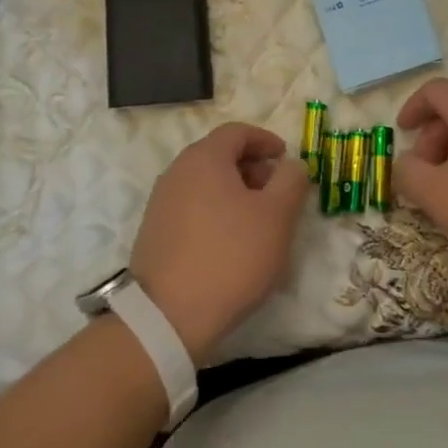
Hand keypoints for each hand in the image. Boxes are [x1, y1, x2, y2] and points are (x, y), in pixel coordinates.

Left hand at [130, 123, 312, 361]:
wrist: (168, 316)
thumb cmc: (230, 256)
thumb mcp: (277, 216)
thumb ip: (291, 181)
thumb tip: (292, 164)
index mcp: (204, 158)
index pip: (237, 131)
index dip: (266, 140)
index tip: (286, 158)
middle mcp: (177, 171)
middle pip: (219, 155)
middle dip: (252, 167)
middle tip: (277, 192)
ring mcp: (161, 202)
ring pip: (205, 182)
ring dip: (234, 191)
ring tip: (258, 221)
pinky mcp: (154, 232)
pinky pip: (192, 207)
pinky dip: (216, 211)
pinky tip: (231, 243)